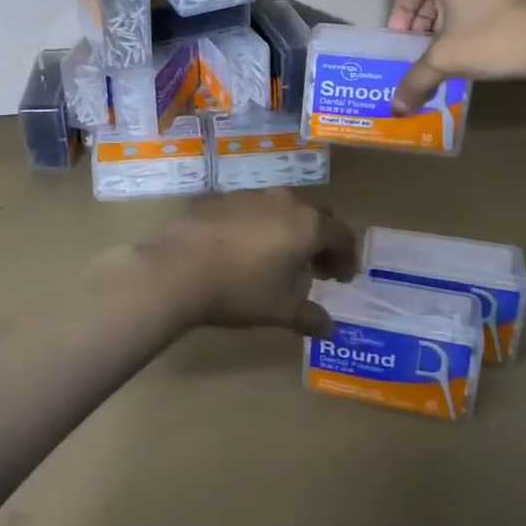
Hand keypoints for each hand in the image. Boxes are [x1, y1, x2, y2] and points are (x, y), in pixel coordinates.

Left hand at [135, 189, 356, 337]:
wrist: (179, 267)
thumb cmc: (241, 289)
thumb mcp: (281, 311)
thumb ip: (311, 317)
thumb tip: (329, 329)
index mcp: (307, 224)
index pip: (342, 235)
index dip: (347, 258)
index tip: (342, 279)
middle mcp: (284, 202)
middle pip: (315, 217)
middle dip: (321, 242)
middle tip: (317, 269)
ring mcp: (251, 196)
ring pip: (283, 211)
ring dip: (290, 233)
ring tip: (280, 262)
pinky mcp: (223, 199)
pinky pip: (254, 211)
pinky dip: (261, 228)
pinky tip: (246, 252)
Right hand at [387, 0, 525, 112]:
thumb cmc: (492, 39)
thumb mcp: (446, 61)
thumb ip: (416, 81)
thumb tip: (396, 109)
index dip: (400, 12)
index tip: (400, 38)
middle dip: (422, 22)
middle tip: (419, 49)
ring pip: (459, 1)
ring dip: (445, 26)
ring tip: (445, 55)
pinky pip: (480, 7)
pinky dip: (468, 26)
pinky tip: (474, 52)